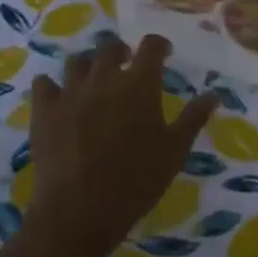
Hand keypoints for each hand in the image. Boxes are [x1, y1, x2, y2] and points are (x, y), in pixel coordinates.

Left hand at [26, 34, 218, 256]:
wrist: (79, 211)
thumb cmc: (136, 182)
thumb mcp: (174, 152)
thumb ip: (193, 118)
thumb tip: (213, 94)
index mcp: (138, 84)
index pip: (150, 45)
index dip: (158, 45)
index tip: (164, 53)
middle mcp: (104, 78)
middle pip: (111, 47)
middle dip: (122, 52)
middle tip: (127, 66)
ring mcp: (70, 91)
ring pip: (78, 61)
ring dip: (89, 66)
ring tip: (94, 82)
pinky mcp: (45, 109)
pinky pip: (44, 83)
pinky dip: (52, 86)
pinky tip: (58, 98)